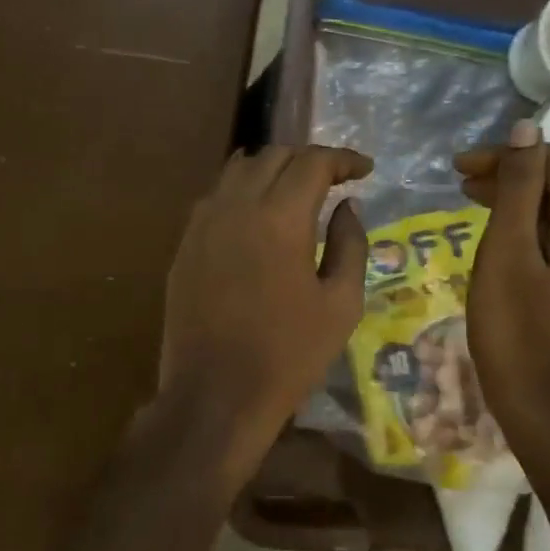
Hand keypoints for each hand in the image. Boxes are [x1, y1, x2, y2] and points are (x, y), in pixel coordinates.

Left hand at [160, 145, 370, 459]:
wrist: (216, 394)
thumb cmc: (289, 354)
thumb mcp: (341, 304)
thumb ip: (350, 244)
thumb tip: (347, 206)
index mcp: (279, 219)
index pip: (313, 162)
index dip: (343, 159)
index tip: (365, 170)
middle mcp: (236, 206)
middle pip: (273, 156)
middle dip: (309, 160)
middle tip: (334, 179)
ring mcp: (203, 223)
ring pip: (238, 169)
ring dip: (272, 169)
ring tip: (295, 189)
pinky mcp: (185, 244)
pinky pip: (215, 197)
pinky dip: (242, 191)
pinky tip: (257, 216)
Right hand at [455, 120, 549, 442]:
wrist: (539, 404)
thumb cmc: (515, 329)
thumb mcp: (507, 252)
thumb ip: (518, 187)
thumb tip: (527, 127)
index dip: (509, 155)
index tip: (459, 167)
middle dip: (512, 173)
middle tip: (460, 179)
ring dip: (516, 196)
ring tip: (470, 196)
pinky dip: (526, 224)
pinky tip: (496, 228)